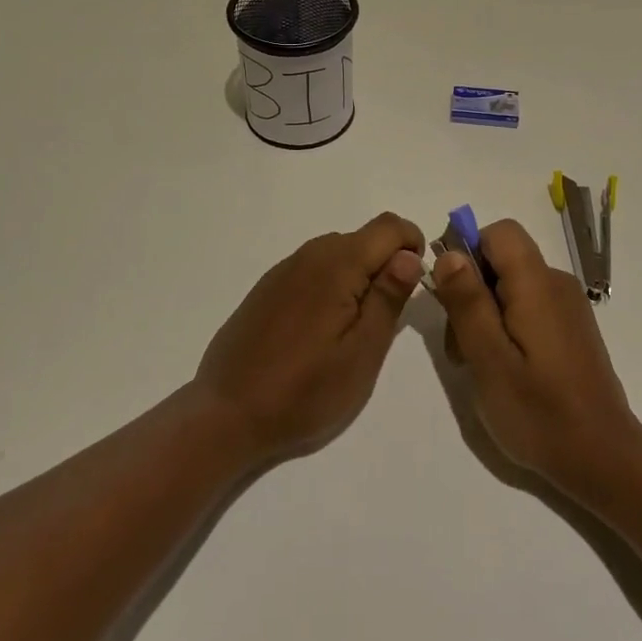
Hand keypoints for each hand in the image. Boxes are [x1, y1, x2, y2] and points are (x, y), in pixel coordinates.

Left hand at [195, 212, 424, 464]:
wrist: (226, 414)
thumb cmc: (304, 390)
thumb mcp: (362, 352)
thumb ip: (388, 297)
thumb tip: (409, 255)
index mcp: (338, 263)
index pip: (390, 226)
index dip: (412, 245)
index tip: (414, 285)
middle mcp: (310, 254)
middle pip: (364, 238)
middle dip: (386, 265)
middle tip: (385, 319)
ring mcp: (284, 269)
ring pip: (338, 253)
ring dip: (358, 276)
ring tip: (353, 329)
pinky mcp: (268, 287)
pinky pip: (313, 269)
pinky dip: (330, 285)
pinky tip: (319, 330)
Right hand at [431, 220, 641, 501]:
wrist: (604, 459)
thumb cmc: (540, 413)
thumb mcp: (489, 360)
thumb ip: (468, 303)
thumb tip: (449, 253)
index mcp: (537, 283)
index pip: (499, 232)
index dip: (468, 252)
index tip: (452, 297)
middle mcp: (556, 283)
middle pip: (502, 259)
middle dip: (471, 292)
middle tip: (462, 348)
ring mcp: (568, 305)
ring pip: (512, 285)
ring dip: (486, 314)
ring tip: (480, 366)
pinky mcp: (571, 327)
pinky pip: (530, 305)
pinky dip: (508, 326)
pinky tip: (506, 369)